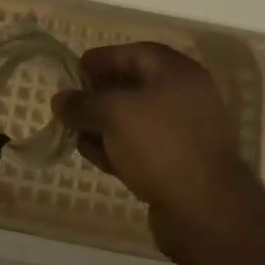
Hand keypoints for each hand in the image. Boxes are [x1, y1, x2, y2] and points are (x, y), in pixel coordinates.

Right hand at [53, 43, 259, 248]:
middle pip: (135, 86)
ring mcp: (184, 134)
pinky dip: (117, 146)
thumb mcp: (114, 114)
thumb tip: (59, 99)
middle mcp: (185, 98)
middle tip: (71, 102)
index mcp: (178, 73)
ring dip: (104, 123)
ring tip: (74, 130)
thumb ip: (83, 103)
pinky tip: (91, 154)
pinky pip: (142, 147)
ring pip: (136, 120)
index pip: (135, 53)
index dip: (103, 58)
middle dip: (100, 94)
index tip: (74, 70)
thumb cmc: (160, 144)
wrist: (205, 210)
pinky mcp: (179, 166)